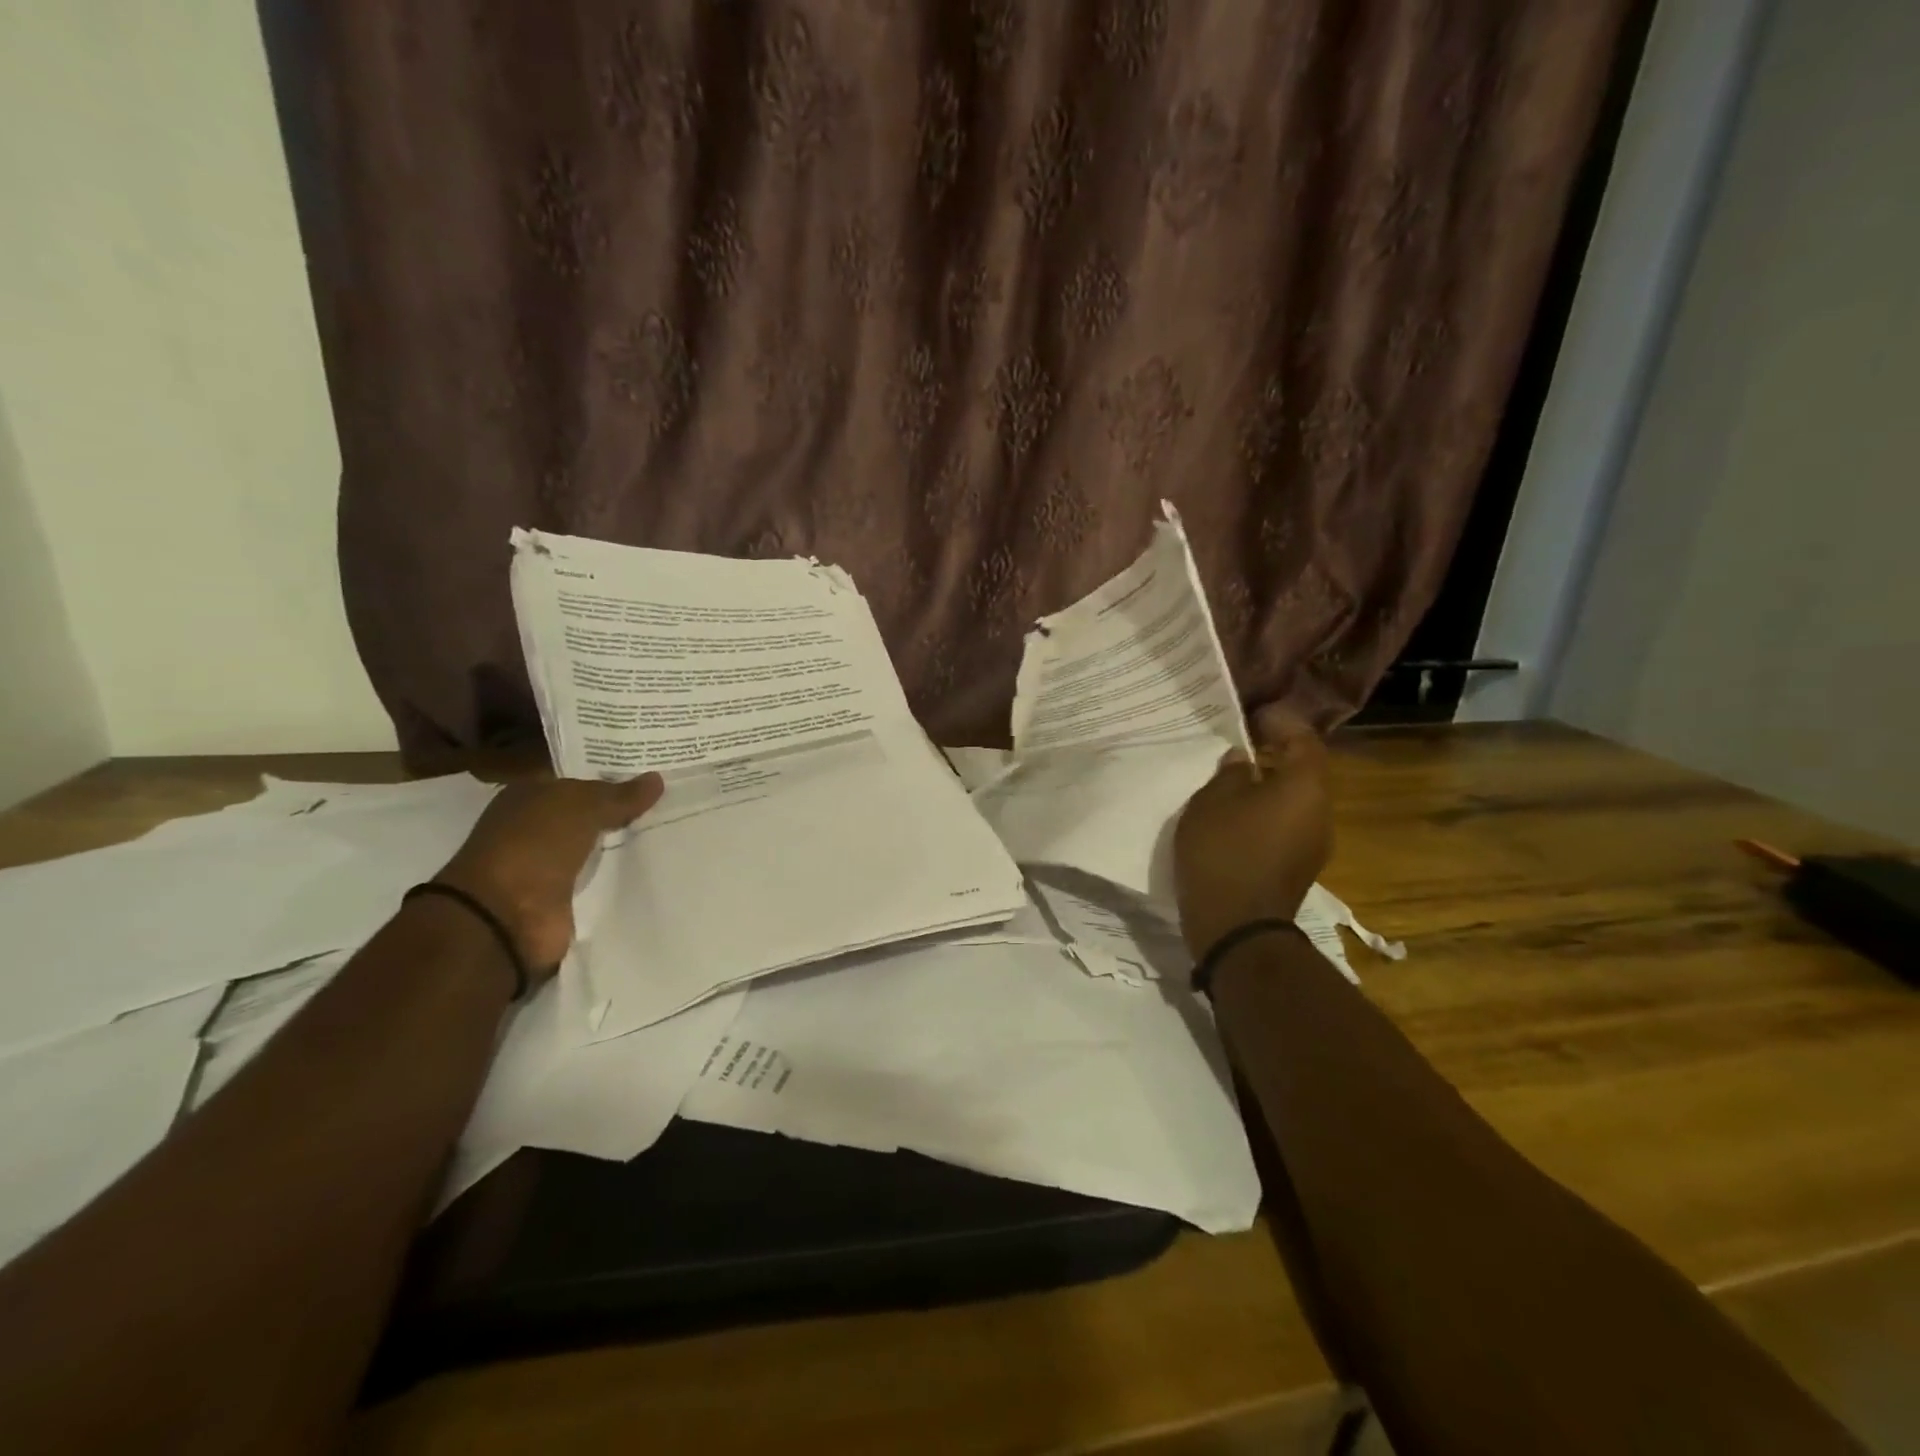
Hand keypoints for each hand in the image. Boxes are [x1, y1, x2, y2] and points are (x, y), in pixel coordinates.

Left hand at [435, 774, 664, 974]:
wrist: (505, 917)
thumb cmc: (535, 845)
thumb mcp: (582, 806)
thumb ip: (620, 794)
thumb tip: (656, 779)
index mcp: (529, 796)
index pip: (577, 779)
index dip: (612, 775)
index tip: (654, 774)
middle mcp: (535, 827)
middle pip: (588, 813)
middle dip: (623, 809)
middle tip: (671, 800)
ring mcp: (547, 865)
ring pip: (595, 846)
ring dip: (623, 843)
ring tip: (671, 831)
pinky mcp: (562, 899)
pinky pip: (598, 878)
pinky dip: (618, 875)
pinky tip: (653, 866)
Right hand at [1173, 708, 1333, 957]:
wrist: (1237, 927)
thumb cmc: (1224, 852)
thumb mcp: (1212, 801)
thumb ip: (1229, 773)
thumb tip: (1242, 760)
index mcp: (1304, 787)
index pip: (1303, 739)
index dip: (1281, 722)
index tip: (1254, 714)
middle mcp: (1320, 812)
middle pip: (1303, 771)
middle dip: (1275, 754)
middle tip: (1240, 744)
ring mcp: (1313, 843)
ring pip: (1294, 800)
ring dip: (1269, 785)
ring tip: (1233, 779)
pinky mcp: (1298, 867)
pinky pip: (1286, 825)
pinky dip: (1266, 812)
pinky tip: (1236, 815)